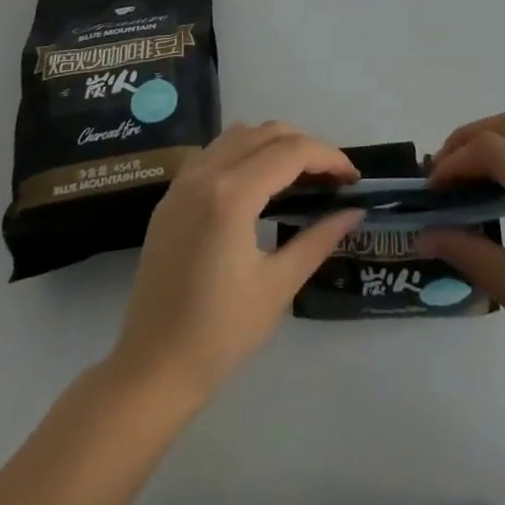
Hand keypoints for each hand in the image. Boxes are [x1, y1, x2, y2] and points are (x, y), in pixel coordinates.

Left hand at [110, 122, 362, 402]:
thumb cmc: (220, 335)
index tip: (353, 179)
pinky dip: (245, 154)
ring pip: (239, 135)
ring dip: (274, 144)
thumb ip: (318, 239)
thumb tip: (353, 212)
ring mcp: (183, 183)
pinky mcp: (171, 197)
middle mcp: (205, 175)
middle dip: (305, 147)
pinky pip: (215, 153)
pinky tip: (259, 187)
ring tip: (299, 177)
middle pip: (266, 133)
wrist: (151, 371)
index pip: (291, 152)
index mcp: (232, 195)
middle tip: (330, 180)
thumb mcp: (278, 286)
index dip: (329, 158)